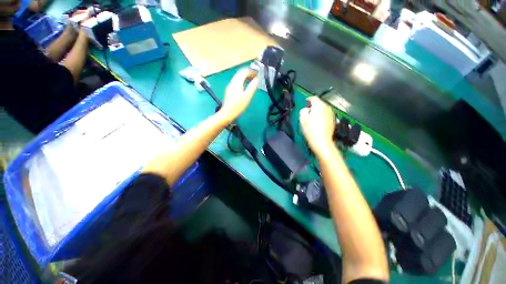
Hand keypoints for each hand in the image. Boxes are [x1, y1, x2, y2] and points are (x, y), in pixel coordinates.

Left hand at [219, 69, 258, 122]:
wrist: (227, 113)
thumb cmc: (238, 106)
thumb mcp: (247, 96)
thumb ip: (253, 86)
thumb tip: (257, 79)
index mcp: (237, 82)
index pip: (244, 71)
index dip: (252, 71)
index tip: (258, 74)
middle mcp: (232, 82)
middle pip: (240, 73)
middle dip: (248, 73)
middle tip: (255, 77)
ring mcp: (230, 86)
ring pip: (238, 77)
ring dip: (245, 77)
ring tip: (252, 81)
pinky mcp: (229, 90)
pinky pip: (236, 82)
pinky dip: (242, 81)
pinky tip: (245, 86)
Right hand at [299, 97, 335, 156]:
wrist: (322, 141)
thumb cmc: (310, 130)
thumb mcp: (302, 120)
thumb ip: (303, 111)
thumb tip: (306, 109)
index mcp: (318, 106)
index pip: (314, 98)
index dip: (309, 99)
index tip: (305, 102)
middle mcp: (326, 108)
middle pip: (320, 103)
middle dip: (314, 105)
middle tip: (308, 110)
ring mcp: (331, 114)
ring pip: (324, 108)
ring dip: (319, 110)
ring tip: (313, 116)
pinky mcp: (333, 120)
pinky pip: (326, 114)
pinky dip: (322, 115)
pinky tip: (319, 121)